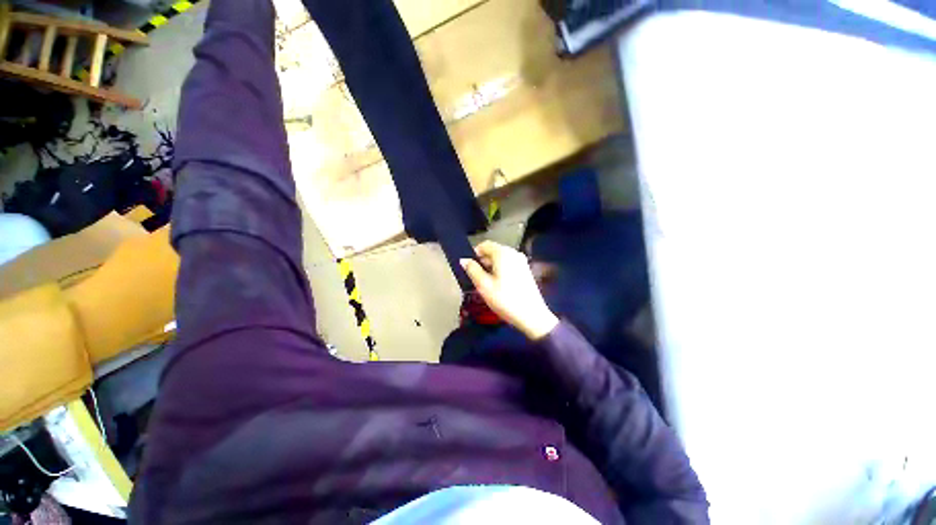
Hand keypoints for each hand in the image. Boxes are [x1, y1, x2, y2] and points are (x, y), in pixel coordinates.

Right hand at [460, 241, 558, 339]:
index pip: (484, 245)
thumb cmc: (505, 299)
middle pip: (493, 251)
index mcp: (503, 253)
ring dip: (491, 267)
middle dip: (482, 262)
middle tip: (475, 278)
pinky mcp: (526, 271)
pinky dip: (500, 271)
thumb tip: (464, 260)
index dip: (474, 254)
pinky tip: (498, 286)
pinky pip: (509, 265)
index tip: (468, 267)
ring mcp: (522, 262)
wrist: (532, 315)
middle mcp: (514, 253)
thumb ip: (472, 270)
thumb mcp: (483, 285)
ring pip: (501, 259)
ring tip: (485, 284)